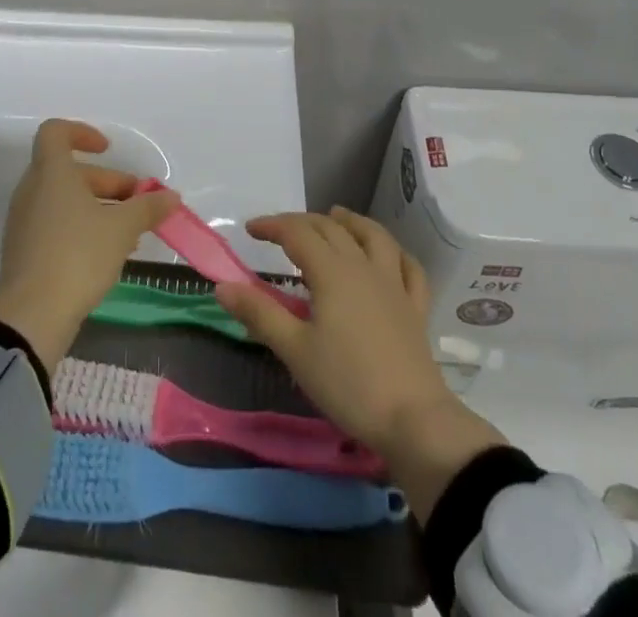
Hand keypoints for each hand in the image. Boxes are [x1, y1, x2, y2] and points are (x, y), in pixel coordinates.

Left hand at [0, 119, 179, 367]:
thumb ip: (148, 208)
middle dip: (106, 182)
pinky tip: (107, 254)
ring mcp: (24, 221)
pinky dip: (81, 227)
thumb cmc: (77, 256)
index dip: (82, 133)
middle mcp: (32, 190)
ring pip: (64, 200)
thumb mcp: (122, 229)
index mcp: (51, 172)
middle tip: (137, 203)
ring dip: (97, 207)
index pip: (55, 132)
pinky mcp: (24, 250)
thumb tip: (171, 197)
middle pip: (69, 171)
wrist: (31, 317)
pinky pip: (55, 224)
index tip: (108, 150)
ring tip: (130, 233)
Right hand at [216, 207, 504, 522]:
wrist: (413, 420)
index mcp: (332, 272)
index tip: (251, 230)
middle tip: (280, 231)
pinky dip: (395, 253)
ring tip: (336, 217)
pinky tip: (389, 255)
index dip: (272, 226)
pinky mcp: (415, 307)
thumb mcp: (295, 350)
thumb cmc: (348, 384)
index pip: (297, 233)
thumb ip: (259, 313)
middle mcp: (363, 266)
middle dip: (303, 222)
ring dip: (351, 222)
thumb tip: (222, 286)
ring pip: (374, 236)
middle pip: (331, 229)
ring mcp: (394, 284)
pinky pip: (409, 268)